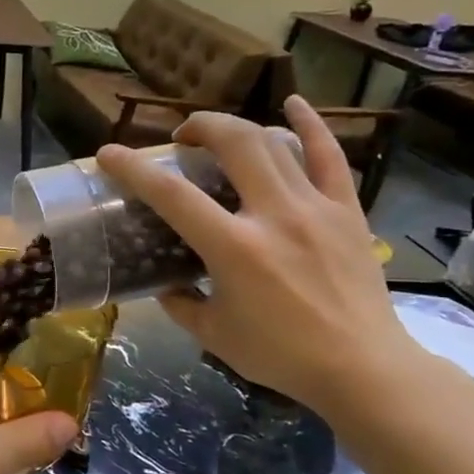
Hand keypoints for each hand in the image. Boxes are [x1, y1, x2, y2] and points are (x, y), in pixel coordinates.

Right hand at [95, 96, 427, 417]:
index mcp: (234, 249)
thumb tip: (164, 283)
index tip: (108, 154)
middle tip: (181, 139)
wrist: (365, 369)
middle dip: (199, 127)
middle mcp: (273, 216)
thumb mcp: (213, 334)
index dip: (133, 168)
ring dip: (238, 128)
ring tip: (219, 136)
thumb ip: (180, 303)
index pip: (172, 195)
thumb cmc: (282, 356)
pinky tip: (293, 104)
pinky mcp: (346, 211)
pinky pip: (330, 156)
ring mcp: (315, 208)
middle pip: (233, 144)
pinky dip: (309, 125)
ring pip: (274, 143)